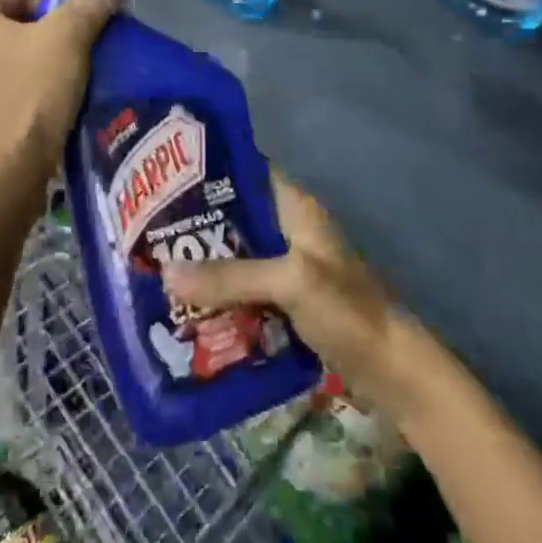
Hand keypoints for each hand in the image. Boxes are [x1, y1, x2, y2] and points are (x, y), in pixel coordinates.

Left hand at [0, 0, 127, 202]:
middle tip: (77, 46)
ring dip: (32, 64)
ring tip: (67, 78)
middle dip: (43, 31)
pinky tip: (48, 107)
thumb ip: (92, 2)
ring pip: (3, 62)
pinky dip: (21, 93)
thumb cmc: (33, 92)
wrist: (6, 172)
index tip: (76, 17)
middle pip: (7, 27)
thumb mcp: (69, 38)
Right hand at [162, 172, 409, 408]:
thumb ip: (230, 277)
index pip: (247, 171)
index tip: (165, 178)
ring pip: (237, 256)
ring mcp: (289, 268)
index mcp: (295, 208)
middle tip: (149, 231)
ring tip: (157, 269)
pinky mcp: (286, 303)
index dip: (209, 170)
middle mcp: (289, 231)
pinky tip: (189, 307)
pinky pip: (244, 291)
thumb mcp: (290, 283)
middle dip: (197, 225)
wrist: (392, 371)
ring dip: (205, 265)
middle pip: (236, 218)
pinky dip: (220, 296)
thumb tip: (165, 273)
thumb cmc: (347, 311)